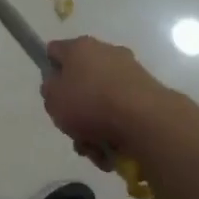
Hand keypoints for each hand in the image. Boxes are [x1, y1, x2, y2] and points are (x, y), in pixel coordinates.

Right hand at [40, 36, 190, 168]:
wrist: (145, 119)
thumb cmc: (90, 103)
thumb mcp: (53, 99)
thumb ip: (50, 89)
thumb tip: (58, 84)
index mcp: (80, 47)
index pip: (55, 51)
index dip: (49, 70)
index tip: (51, 93)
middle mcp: (106, 53)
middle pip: (81, 80)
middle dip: (76, 107)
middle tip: (72, 128)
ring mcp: (130, 72)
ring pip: (102, 101)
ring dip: (94, 126)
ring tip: (93, 149)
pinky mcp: (148, 94)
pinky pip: (122, 113)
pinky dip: (115, 131)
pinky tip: (111, 151)